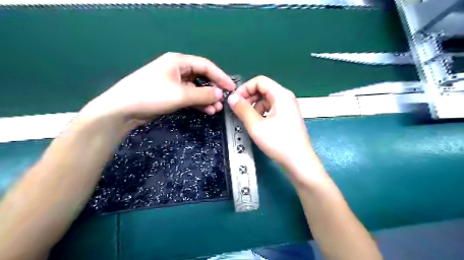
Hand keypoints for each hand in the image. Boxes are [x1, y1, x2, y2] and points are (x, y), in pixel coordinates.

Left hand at [79, 51, 235, 125]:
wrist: (123, 110)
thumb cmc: (151, 95)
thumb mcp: (180, 94)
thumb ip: (203, 94)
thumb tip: (220, 94)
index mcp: (179, 62)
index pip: (206, 66)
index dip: (220, 76)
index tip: (231, 88)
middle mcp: (177, 69)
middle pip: (202, 77)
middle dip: (213, 89)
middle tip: (223, 101)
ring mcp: (173, 83)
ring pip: (196, 89)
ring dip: (207, 98)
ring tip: (216, 109)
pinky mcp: (170, 94)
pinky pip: (189, 97)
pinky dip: (198, 103)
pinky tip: (206, 110)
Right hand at [226, 77, 312, 172]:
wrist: (299, 162)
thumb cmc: (278, 142)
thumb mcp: (256, 126)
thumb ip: (242, 110)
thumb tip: (232, 98)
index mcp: (281, 95)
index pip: (259, 81)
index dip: (245, 88)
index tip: (235, 101)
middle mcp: (286, 98)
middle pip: (263, 89)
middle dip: (249, 98)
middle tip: (239, 111)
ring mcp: (288, 108)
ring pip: (266, 100)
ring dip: (254, 107)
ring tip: (248, 120)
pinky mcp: (287, 117)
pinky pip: (271, 109)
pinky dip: (261, 113)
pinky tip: (258, 125)